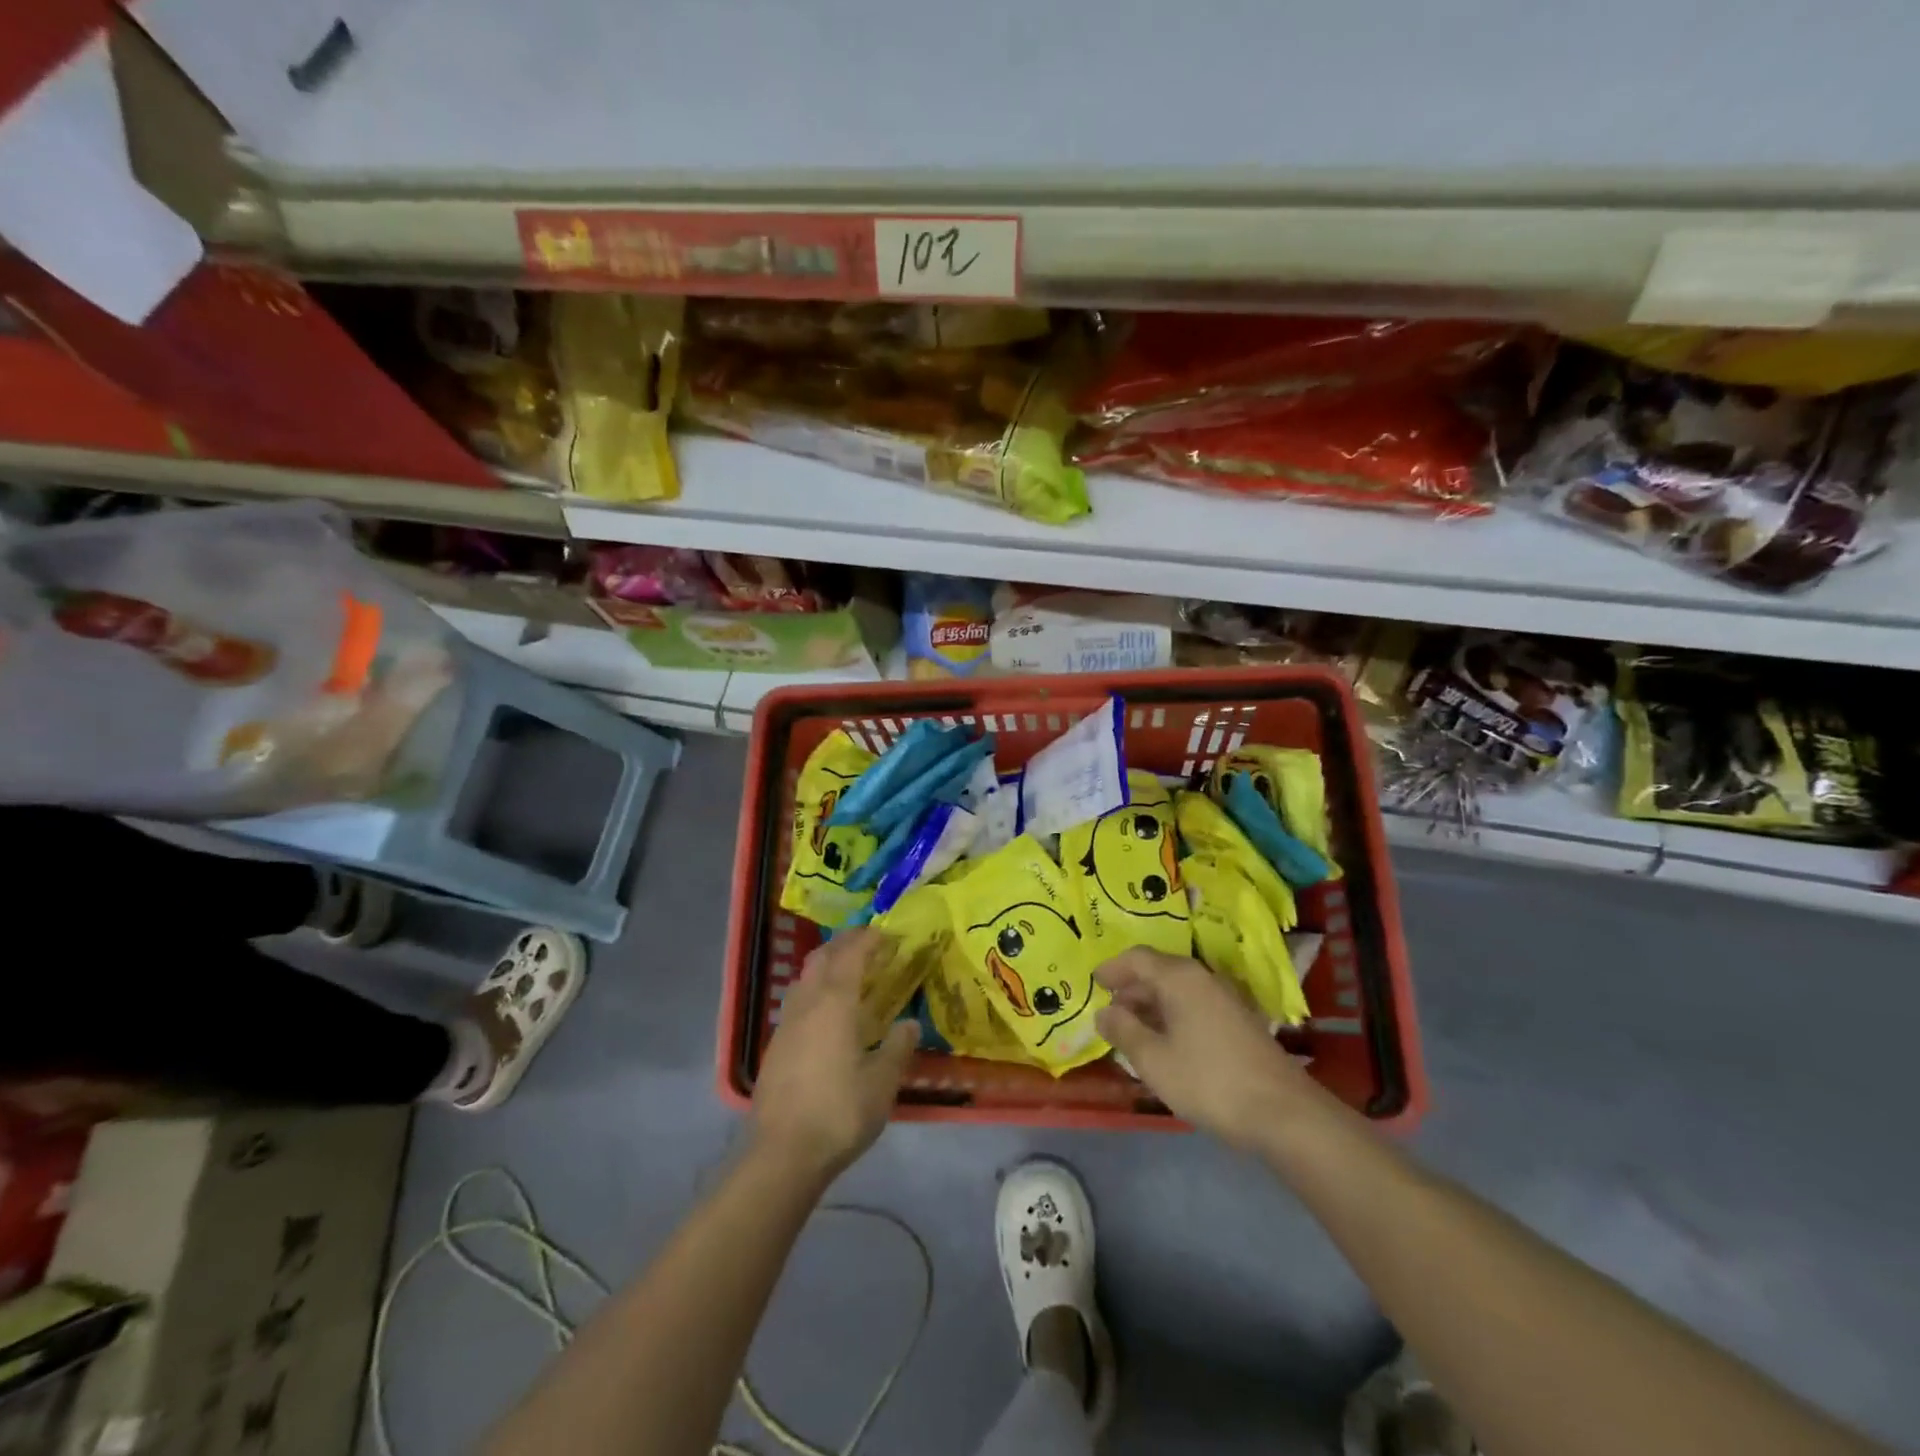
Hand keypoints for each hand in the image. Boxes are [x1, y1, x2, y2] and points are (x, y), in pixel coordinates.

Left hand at [750, 929, 918, 1182]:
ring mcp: (786, 1024)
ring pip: (805, 977)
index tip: (887, 934)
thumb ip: (897, 1049)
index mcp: (835, 1003)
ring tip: (849, 974)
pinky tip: (827, 1013)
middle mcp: (807, 1003)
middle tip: (869, 945)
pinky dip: (815, 991)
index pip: (852, 955)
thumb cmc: (839, 1113)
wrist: (782, 1154)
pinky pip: (797, 1001)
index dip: (869, 939)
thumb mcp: (881, 1084)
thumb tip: (910, 1024)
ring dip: (826, 965)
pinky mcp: (775, 1046)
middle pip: (822, 957)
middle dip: (844, 944)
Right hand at [1095, 949, 1316, 1149]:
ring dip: (1151, 1007)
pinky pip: (1193, 1007)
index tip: (1093, 982)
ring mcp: (1224, 999)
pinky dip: (1172, 1018)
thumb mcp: (1153, 1059)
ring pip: (1177, 992)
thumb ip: (1123, 1031)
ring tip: (1130, 1033)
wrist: (1282, 1113)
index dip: (1112, 968)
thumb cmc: (1208, 1080)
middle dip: (1130, 990)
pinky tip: (1164, 1045)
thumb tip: (1104, 1012)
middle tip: (1108, 1014)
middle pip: (1158, 972)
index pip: (1137, 958)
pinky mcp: (1238, 1021)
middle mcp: (1202, 978)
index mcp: (1179, 977)